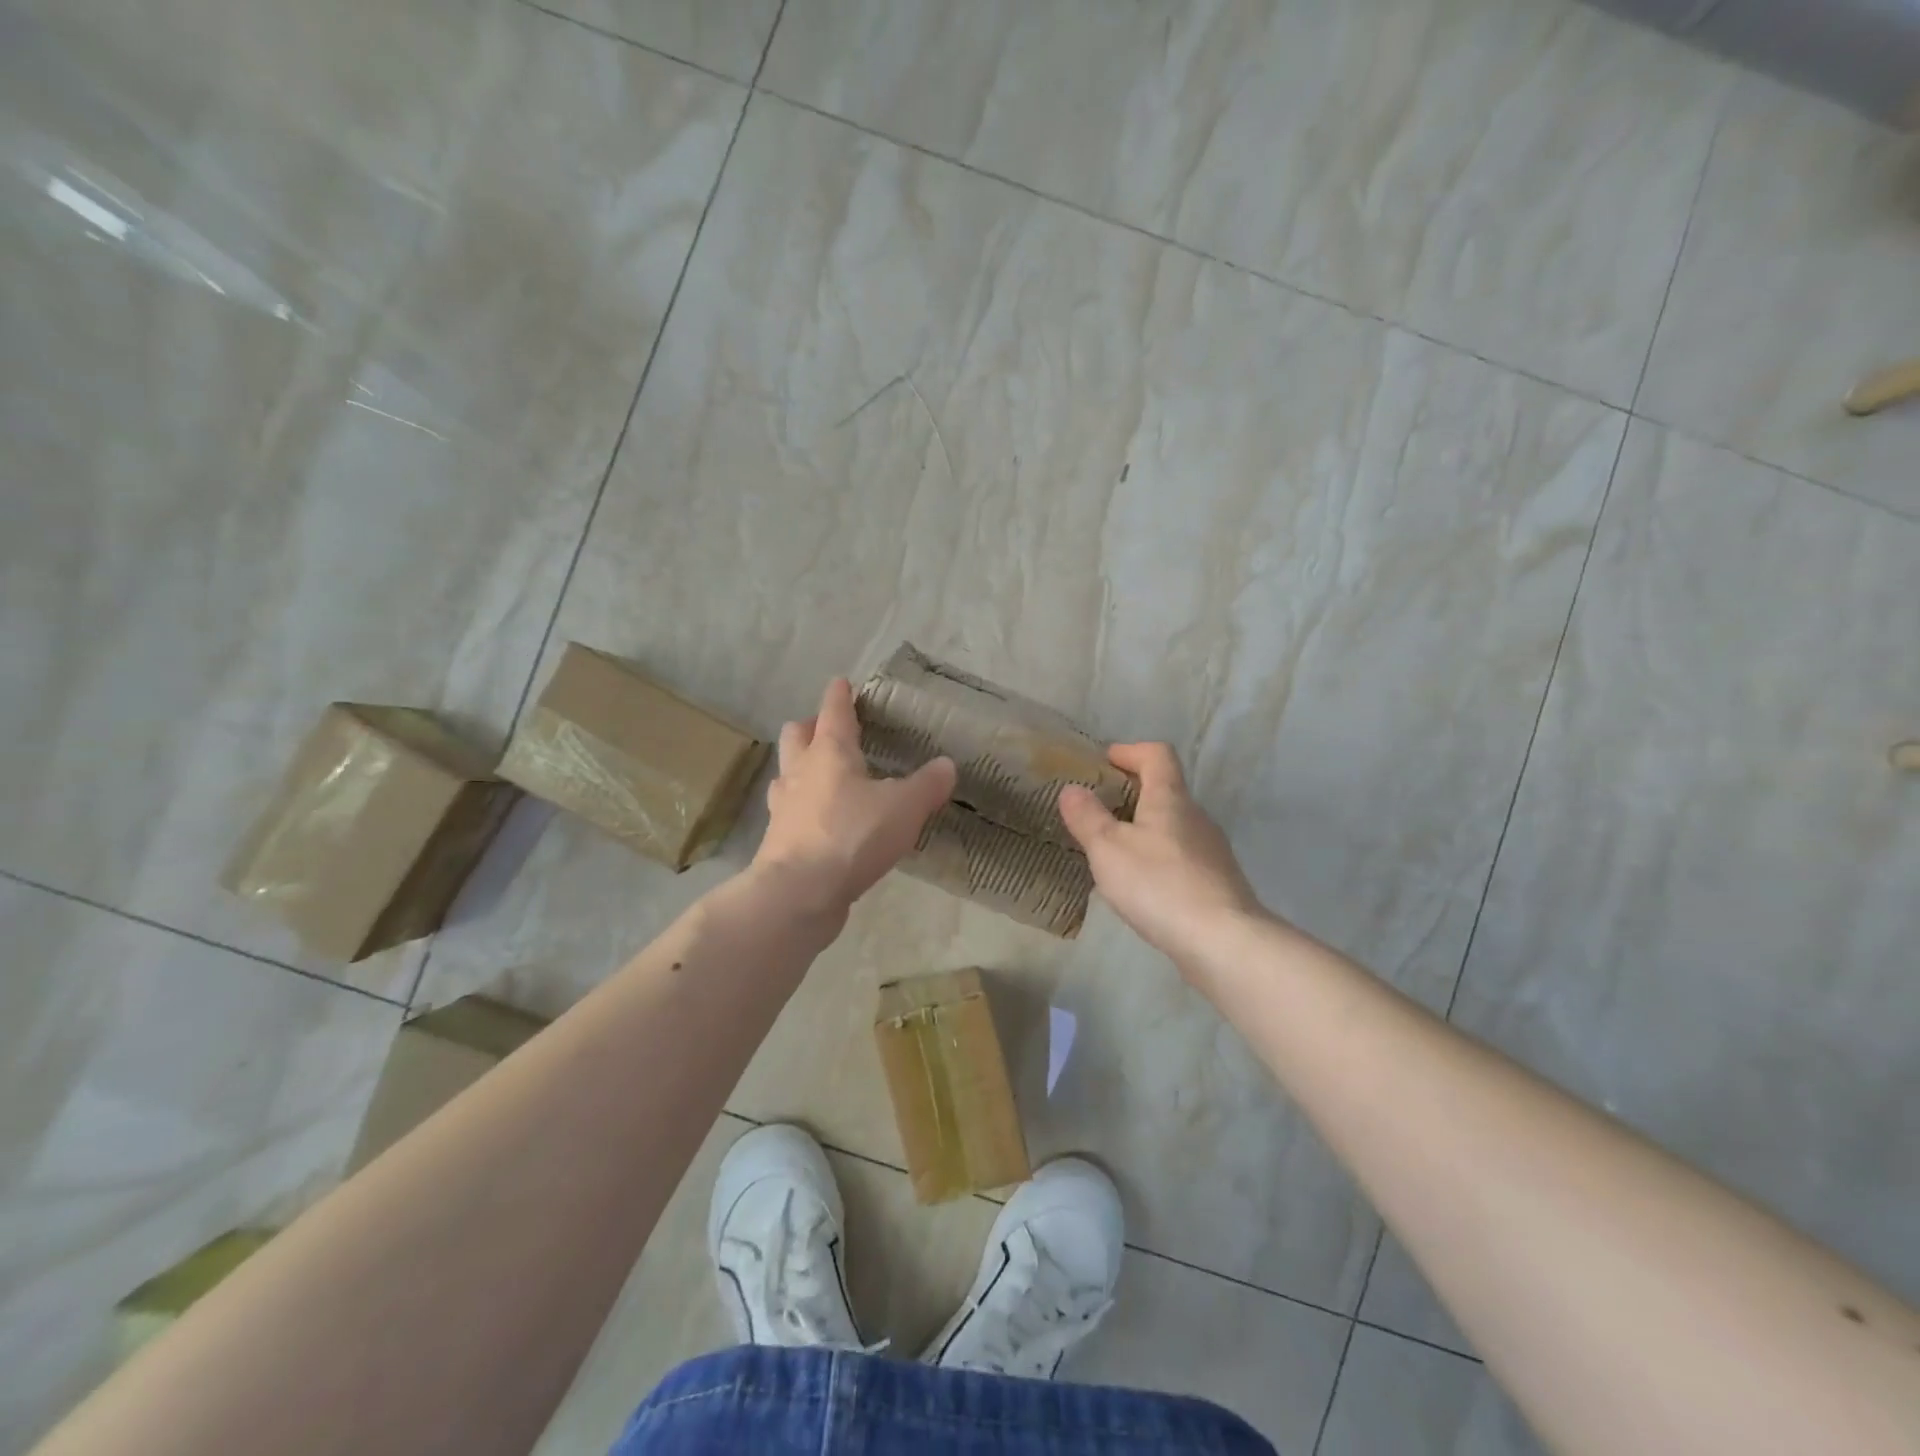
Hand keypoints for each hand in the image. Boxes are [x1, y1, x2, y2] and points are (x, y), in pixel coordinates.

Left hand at [752, 678, 956, 920]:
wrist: (799, 893)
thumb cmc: (852, 836)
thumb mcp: (904, 808)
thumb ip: (927, 785)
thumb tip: (947, 765)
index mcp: (830, 752)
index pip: (834, 710)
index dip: (840, 695)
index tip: (842, 683)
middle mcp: (801, 771)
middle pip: (797, 734)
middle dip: (811, 727)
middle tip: (831, 732)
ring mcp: (784, 805)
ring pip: (787, 771)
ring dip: (802, 766)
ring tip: (824, 776)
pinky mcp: (778, 839)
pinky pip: (789, 810)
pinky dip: (803, 807)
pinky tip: (821, 820)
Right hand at [1058, 743, 1262, 965]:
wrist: (1223, 941)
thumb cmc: (1159, 885)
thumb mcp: (1108, 849)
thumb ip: (1087, 817)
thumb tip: (1072, 789)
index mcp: (1170, 799)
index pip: (1157, 755)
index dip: (1131, 751)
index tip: (1106, 760)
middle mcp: (1196, 817)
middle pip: (1167, 790)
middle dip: (1133, 792)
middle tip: (1100, 809)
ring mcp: (1212, 851)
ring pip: (1175, 826)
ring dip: (1146, 827)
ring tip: (1115, 850)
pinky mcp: (1218, 882)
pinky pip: (1182, 857)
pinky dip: (1159, 858)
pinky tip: (1143, 885)